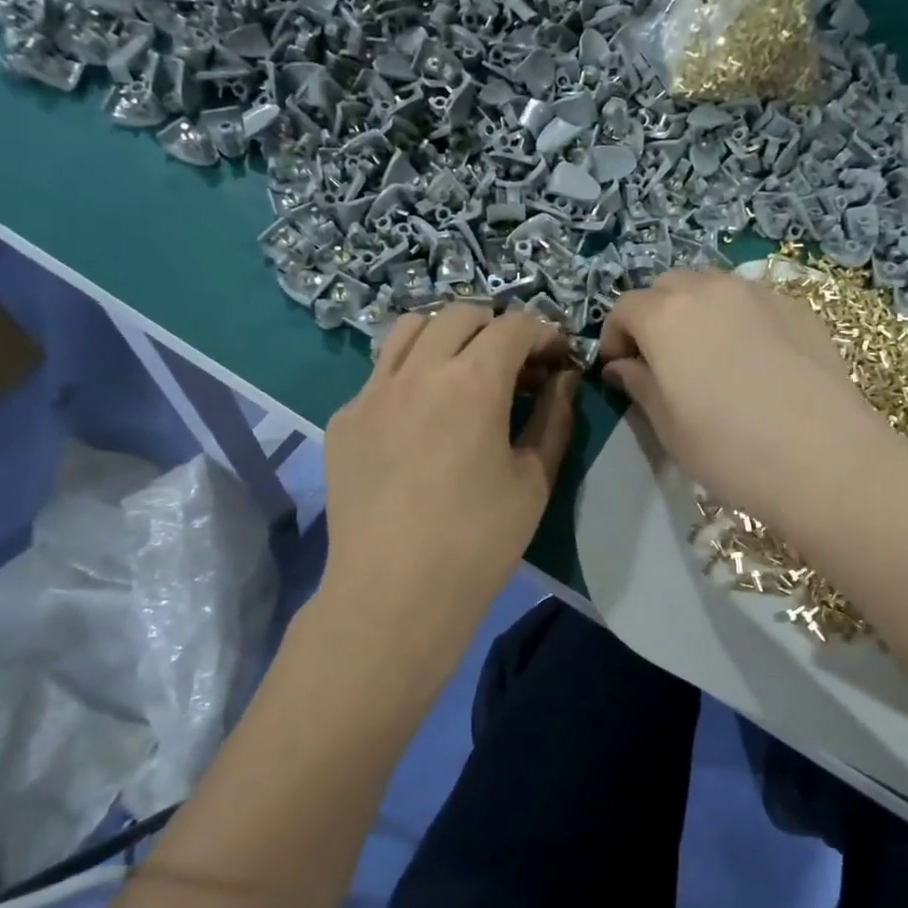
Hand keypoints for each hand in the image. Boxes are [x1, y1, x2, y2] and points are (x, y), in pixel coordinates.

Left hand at [321, 304, 577, 635]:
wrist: (394, 592)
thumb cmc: (479, 540)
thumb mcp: (534, 479)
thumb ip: (554, 418)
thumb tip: (563, 380)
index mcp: (472, 381)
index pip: (514, 327)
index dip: (544, 334)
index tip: (558, 360)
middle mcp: (417, 371)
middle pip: (460, 315)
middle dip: (497, 328)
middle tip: (516, 367)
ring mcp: (372, 392)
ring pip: (410, 330)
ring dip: (447, 336)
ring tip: (464, 372)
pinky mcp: (344, 419)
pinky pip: (380, 373)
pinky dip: (411, 375)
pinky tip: (421, 419)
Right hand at [601, 270, 907, 523]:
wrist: (826, 460)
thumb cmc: (731, 451)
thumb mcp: (669, 427)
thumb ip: (639, 385)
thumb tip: (622, 366)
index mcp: (667, 317)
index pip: (624, 309)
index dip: (614, 338)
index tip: (620, 371)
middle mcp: (710, 290)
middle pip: (667, 287)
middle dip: (653, 316)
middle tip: (660, 361)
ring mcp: (759, 294)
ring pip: (711, 288)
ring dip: (695, 313)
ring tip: (707, 357)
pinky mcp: (797, 308)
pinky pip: (751, 301)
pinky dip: (737, 319)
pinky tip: (753, 360)